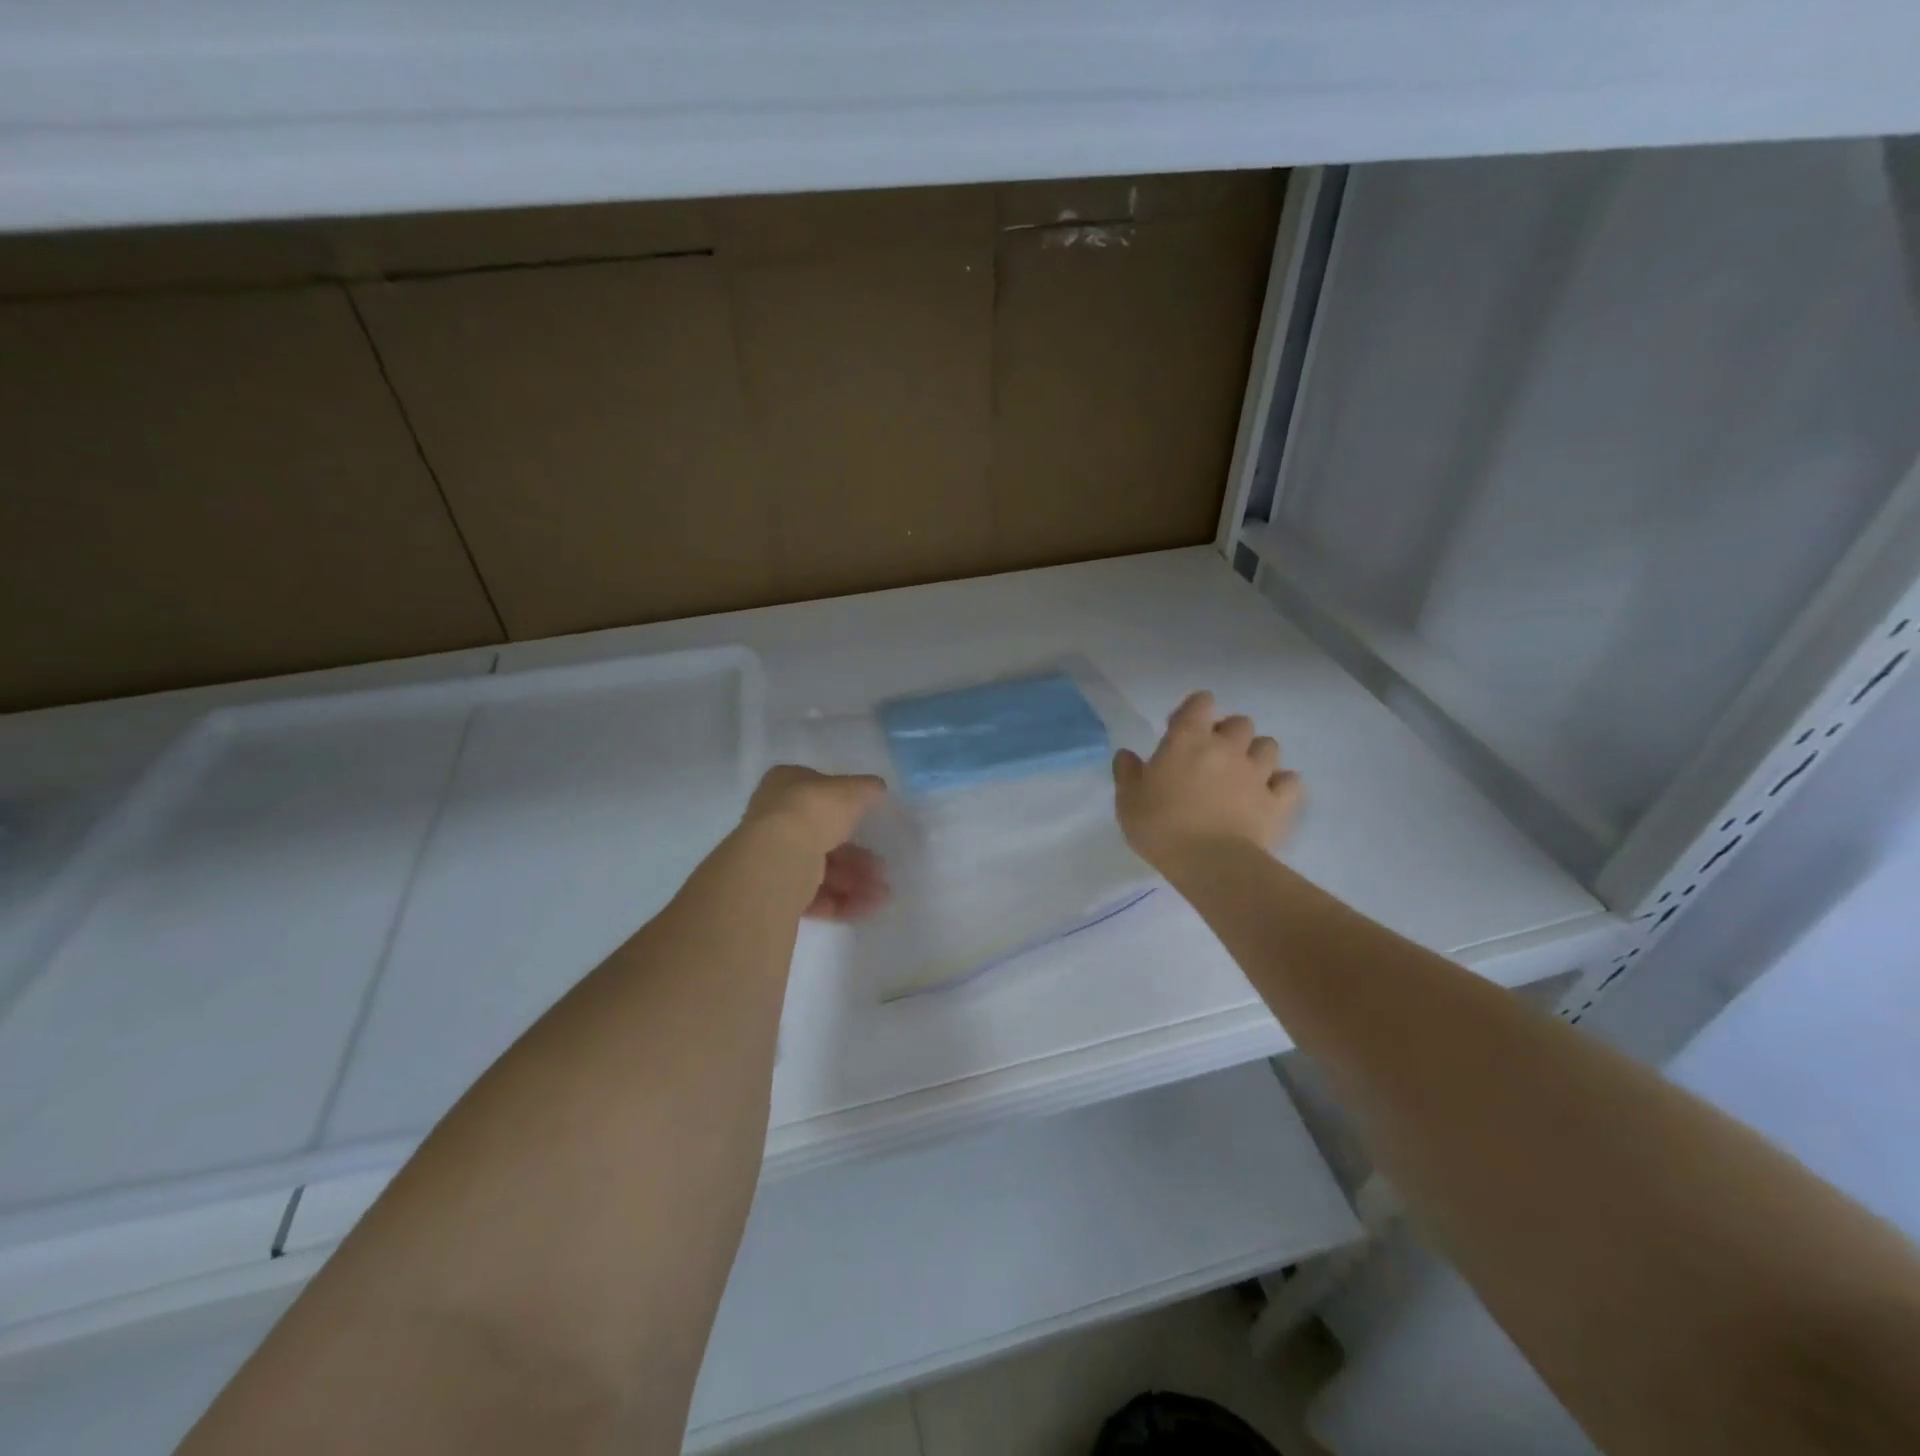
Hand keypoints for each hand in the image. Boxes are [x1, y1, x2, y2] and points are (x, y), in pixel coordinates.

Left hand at [740, 765, 889, 921]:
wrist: (778, 857)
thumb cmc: (814, 811)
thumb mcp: (852, 790)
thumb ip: (867, 789)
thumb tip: (877, 788)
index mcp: (785, 784)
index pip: (818, 793)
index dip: (846, 807)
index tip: (870, 822)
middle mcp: (774, 818)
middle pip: (822, 837)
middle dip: (857, 856)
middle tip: (882, 868)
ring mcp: (773, 856)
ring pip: (820, 869)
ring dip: (854, 881)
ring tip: (881, 894)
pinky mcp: (774, 890)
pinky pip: (813, 895)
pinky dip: (841, 901)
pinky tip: (867, 906)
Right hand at [1112, 691, 1301, 869]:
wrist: (1210, 863)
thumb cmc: (1161, 827)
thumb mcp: (1128, 800)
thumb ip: (1127, 772)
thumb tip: (1126, 754)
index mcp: (1188, 740)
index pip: (1201, 702)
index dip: (1194, 710)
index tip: (1180, 729)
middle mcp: (1227, 747)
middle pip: (1240, 722)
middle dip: (1228, 733)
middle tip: (1212, 756)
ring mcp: (1258, 773)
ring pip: (1269, 746)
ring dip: (1256, 754)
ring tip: (1242, 774)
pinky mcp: (1278, 801)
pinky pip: (1289, 781)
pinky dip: (1281, 784)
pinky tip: (1269, 795)